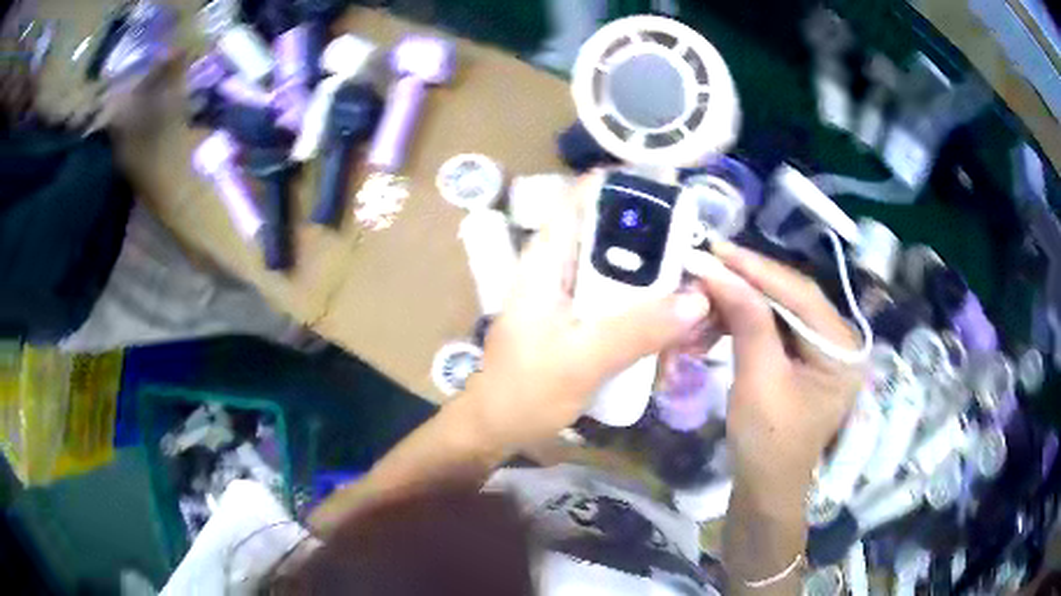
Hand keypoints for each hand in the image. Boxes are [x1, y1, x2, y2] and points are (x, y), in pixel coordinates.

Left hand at [466, 174, 710, 448]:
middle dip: (659, 247)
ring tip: (696, 306)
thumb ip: (638, 329)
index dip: (626, 186)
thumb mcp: (583, 359)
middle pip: (615, 235)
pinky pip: (622, 303)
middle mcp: (561, 267)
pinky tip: (673, 335)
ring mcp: (571, 294)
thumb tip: (698, 299)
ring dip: (659, 286)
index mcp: (549, 259)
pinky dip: (648, 313)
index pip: (583, 197)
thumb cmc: (526, 390)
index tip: (674, 194)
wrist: (496, 428)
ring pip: (623, 272)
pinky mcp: (581, 320)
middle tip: (700, 265)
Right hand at [691, 242, 863, 509]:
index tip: (717, 250)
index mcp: (842, 349)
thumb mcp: (759, 381)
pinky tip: (718, 320)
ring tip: (705, 296)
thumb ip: (748, 322)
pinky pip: (773, 327)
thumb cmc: (768, 444)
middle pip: (791, 298)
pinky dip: (744, 322)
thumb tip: (720, 271)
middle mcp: (838, 341)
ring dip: (741, 302)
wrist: (765, 489)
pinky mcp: (802, 358)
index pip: (801, 295)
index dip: (758, 269)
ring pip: (779, 309)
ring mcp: (821, 349)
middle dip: (747, 284)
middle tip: (706, 267)